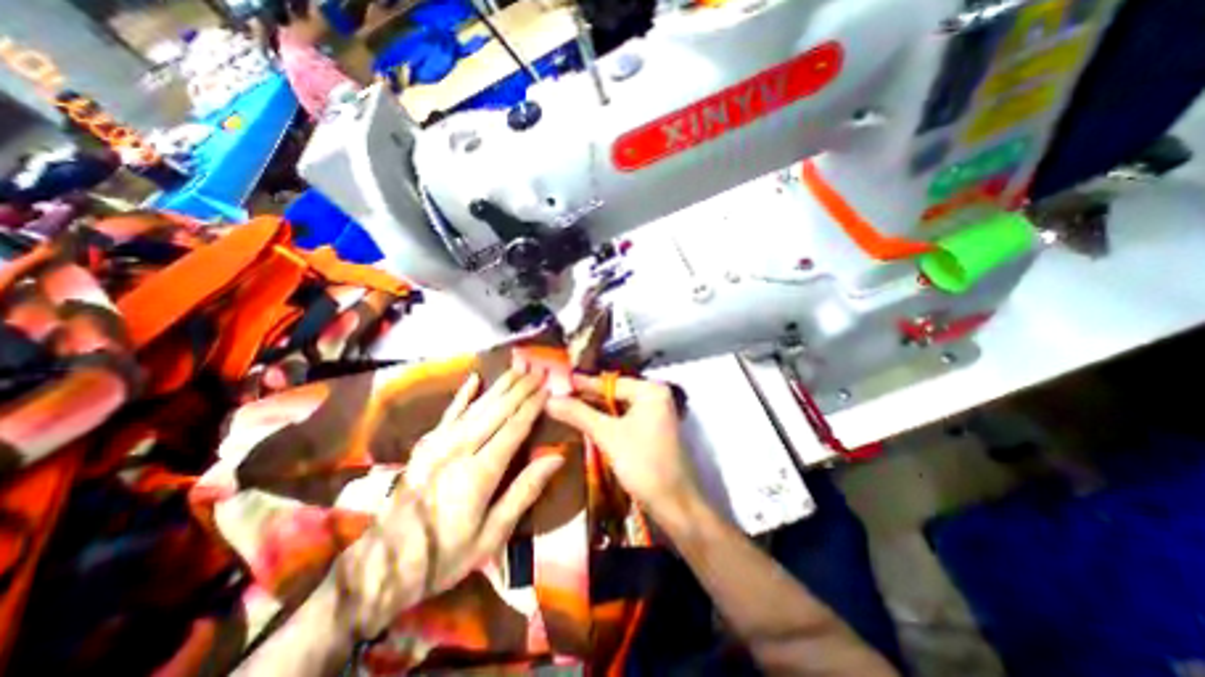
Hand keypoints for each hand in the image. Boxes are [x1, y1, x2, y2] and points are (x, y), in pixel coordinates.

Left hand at [329, 369, 563, 635]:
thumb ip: (524, 492)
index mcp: (479, 473)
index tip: (547, 388)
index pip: (514, 428)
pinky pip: (448, 413)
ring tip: (518, 368)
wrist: (383, 567)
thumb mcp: (492, 534)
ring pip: (477, 406)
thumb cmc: (445, 555)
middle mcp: (459, 450)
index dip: (532, 406)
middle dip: (520, 388)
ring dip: (500, 385)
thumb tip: (556, 458)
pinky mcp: (424, 445)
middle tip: (538, 369)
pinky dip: (463, 394)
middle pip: (497, 411)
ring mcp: (438, 444)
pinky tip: (474, 378)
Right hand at [544, 376, 701, 518]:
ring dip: (594, 411)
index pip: (610, 383)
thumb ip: (579, 414)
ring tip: (565, 408)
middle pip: (614, 394)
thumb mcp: (608, 436)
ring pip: (618, 408)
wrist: (673, 504)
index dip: (582, 384)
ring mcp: (655, 414)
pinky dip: (606, 422)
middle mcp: (655, 397)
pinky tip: (585, 424)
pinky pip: (624, 419)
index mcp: (650, 391)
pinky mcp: (652, 430)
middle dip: (587, 398)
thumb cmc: (643, 464)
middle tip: (558, 398)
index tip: (557, 382)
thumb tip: (550, 400)